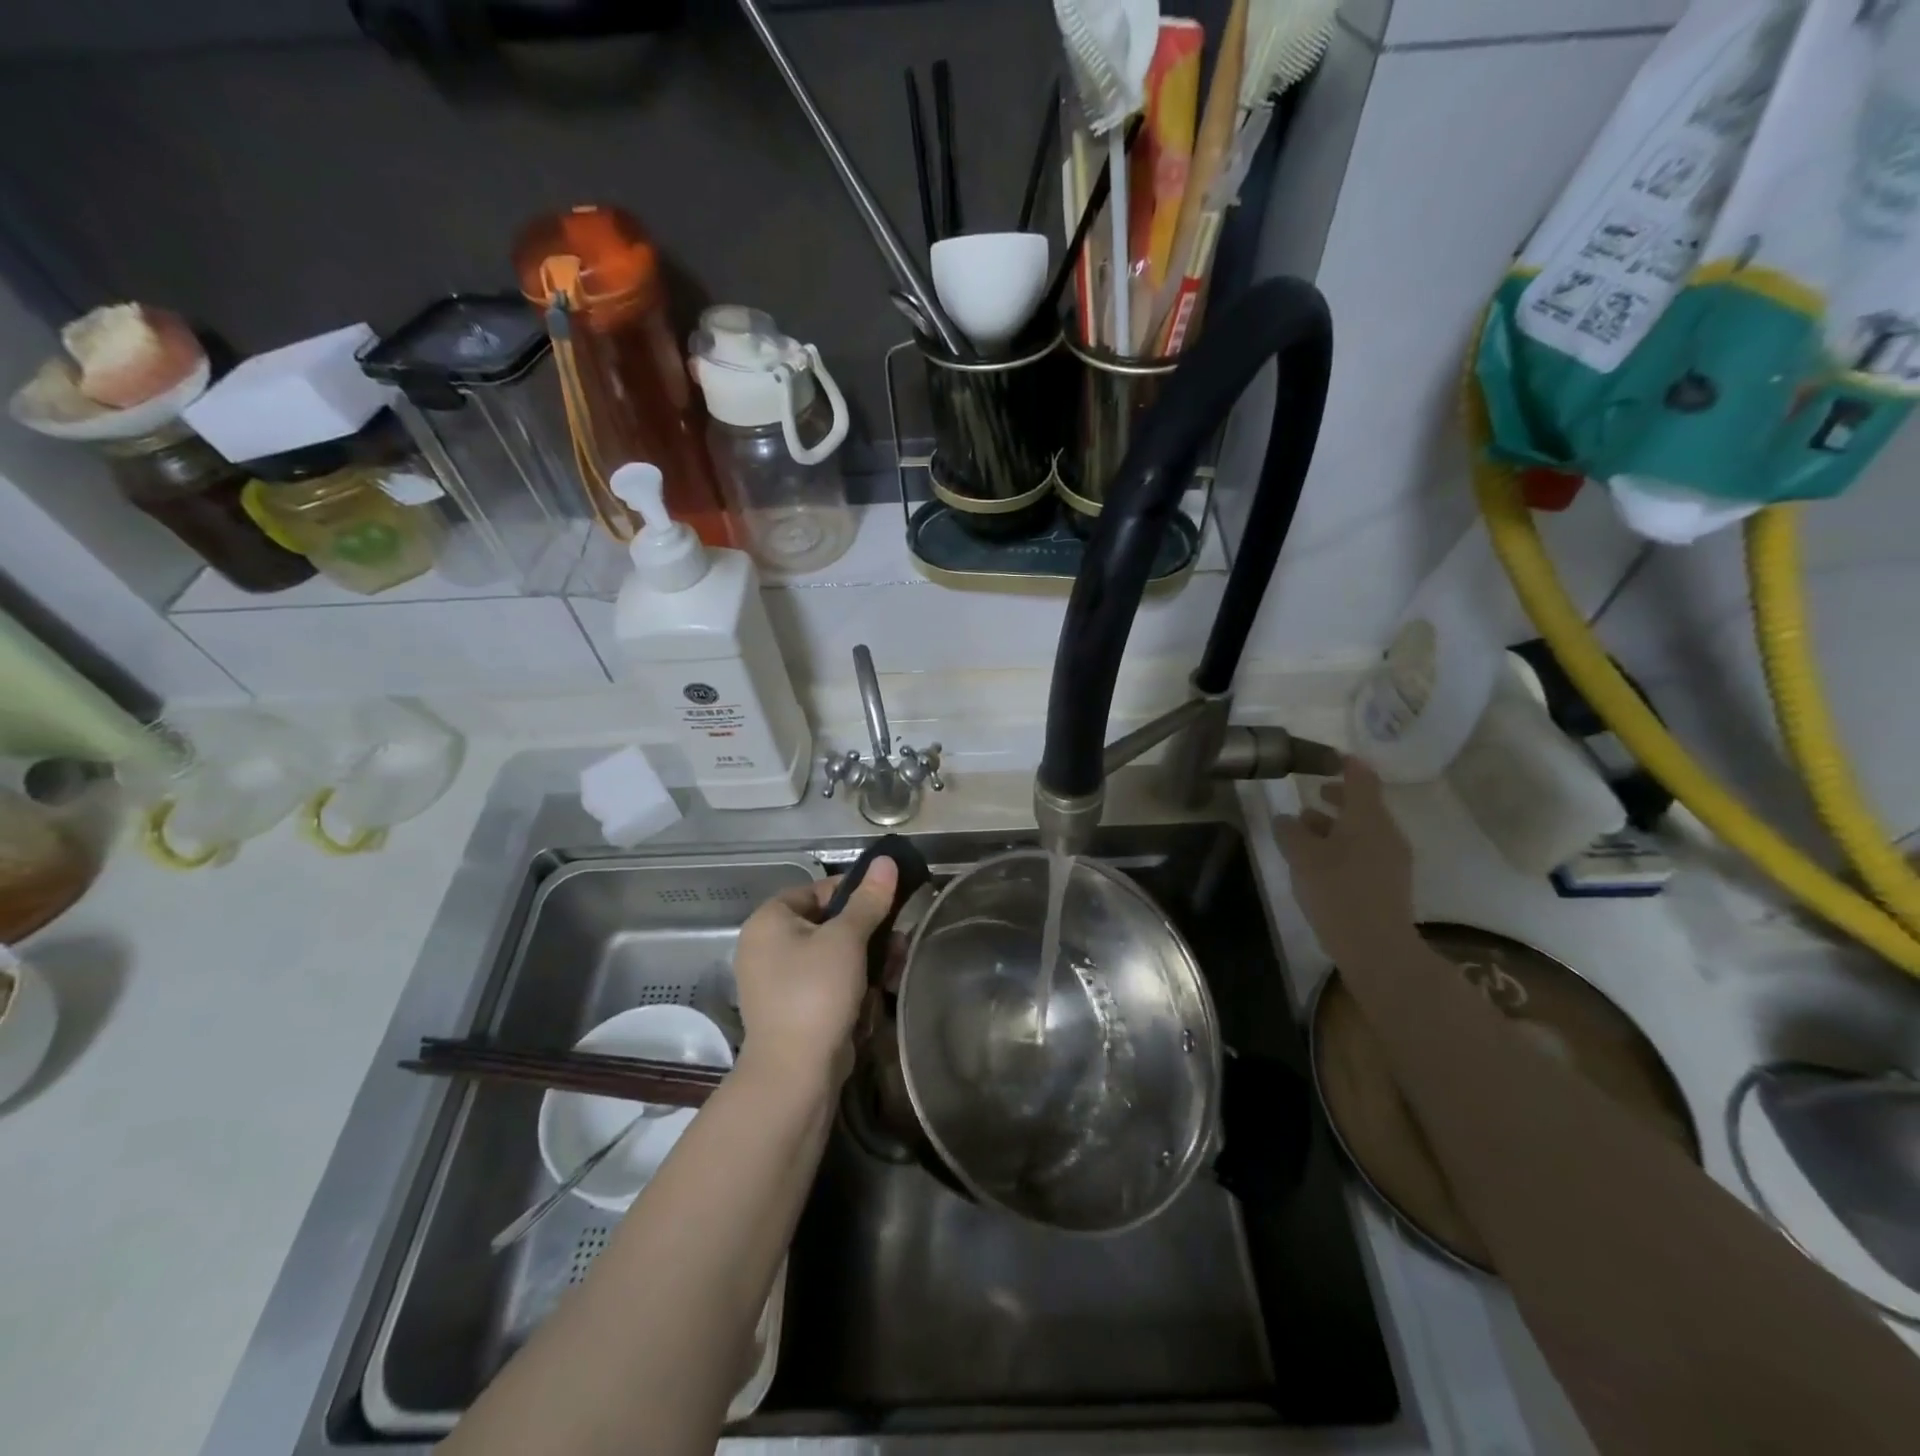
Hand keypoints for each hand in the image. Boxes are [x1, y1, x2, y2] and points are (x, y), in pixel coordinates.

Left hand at [732, 858, 898, 1088]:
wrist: (795, 1073)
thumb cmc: (816, 992)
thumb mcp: (847, 939)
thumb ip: (868, 900)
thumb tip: (886, 861)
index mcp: (769, 921)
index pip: (817, 890)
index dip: (853, 893)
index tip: (887, 903)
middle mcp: (766, 946)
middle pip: (827, 924)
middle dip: (867, 932)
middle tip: (898, 940)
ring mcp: (778, 981)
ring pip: (832, 956)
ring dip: (866, 959)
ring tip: (895, 968)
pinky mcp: (793, 1009)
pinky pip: (827, 983)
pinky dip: (852, 984)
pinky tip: (879, 993)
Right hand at [1273, 756, 1416, 964]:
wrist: (1377, 947)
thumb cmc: (1337, 891)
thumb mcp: (1302, 857)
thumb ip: (1291, 831)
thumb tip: (1286, 818)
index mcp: (1368, 818)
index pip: (1362, 778)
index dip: (1346, 764)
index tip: (1328, 758)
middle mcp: (1386, 832)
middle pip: (1364, 804)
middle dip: (1337, 797)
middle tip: (1313, 794)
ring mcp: (1393, 859)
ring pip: (1363, 830)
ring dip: (1336, 825)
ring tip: (1306, 833)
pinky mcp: (1390, 883)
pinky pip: (1366, 851)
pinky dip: (1344, 846)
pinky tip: (1321, 863)